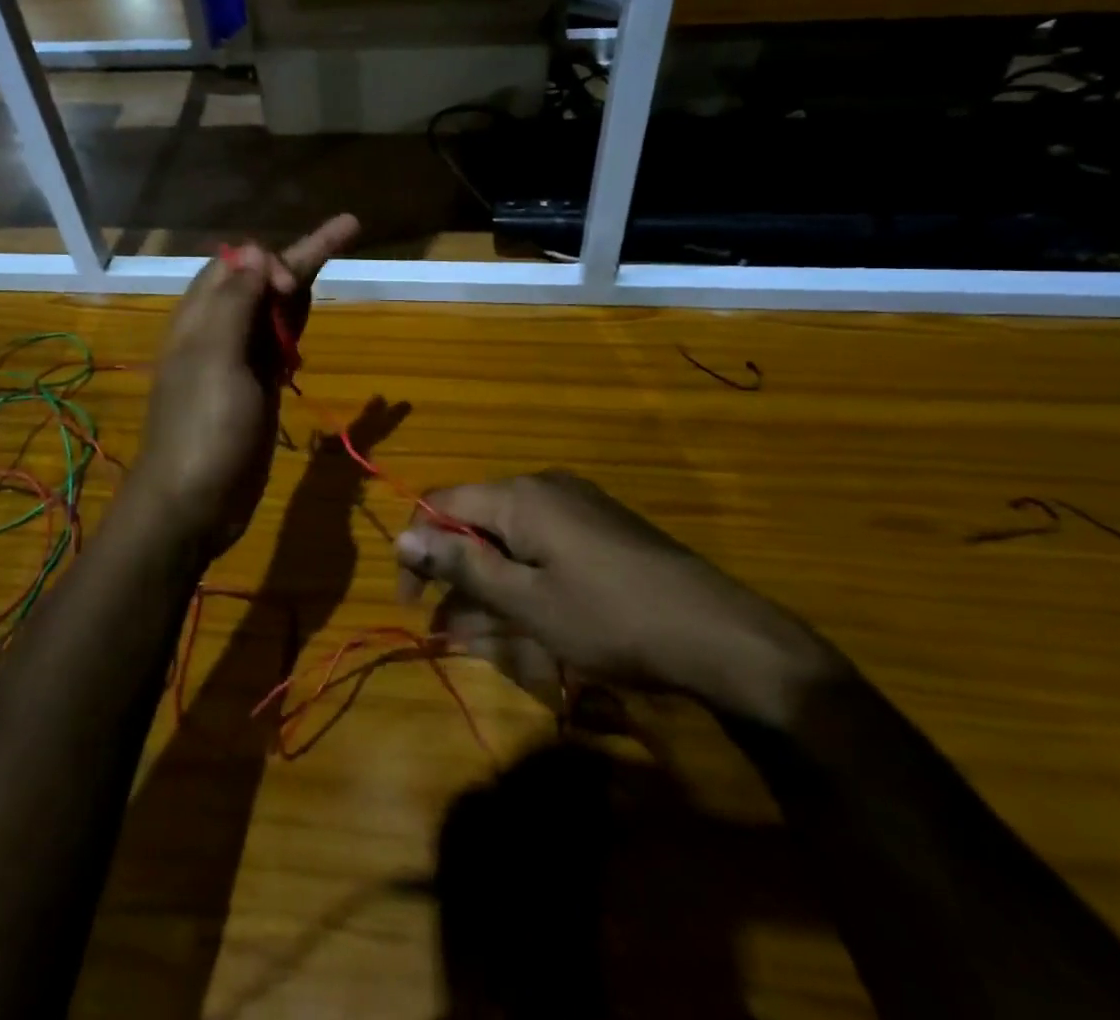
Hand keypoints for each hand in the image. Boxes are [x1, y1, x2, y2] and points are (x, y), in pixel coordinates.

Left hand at [130, 214, 359, 559]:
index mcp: (201, 317)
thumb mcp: (215, 357)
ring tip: (337, 249)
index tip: (293, 283)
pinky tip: (308, 313)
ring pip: (274, 310)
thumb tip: (256, 252)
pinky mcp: (257, 388)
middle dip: (300, 256)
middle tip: (348, 229)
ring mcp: (239, 361)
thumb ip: (235, 302)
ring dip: (302, 284)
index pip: (238, 264)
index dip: (270, 260)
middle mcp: (219, 331)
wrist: (195, 502)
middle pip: (262, 281)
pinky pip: (280, 344)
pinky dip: (296, 325)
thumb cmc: (202, 427)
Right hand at [396, 471, 847, 725]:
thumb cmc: (609, 619)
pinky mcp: (600, 525)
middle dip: (454, 571)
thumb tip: (402, 536)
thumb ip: (461, 564)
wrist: (717, 632)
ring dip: (487, 580)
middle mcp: (543, 486)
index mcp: (518, 496)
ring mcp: (576, 503)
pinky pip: (542, 543)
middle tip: (446, 627)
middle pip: (475, 519)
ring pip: (508, 536)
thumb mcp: (526, 601)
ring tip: (483, 633)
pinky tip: (528, 615)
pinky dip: (523, 576)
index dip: (417, 549)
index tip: (412, 602)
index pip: (440, 504)